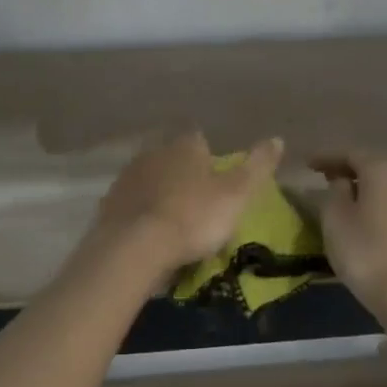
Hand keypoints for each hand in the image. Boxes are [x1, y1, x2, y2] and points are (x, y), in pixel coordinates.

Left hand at [95, 131, 284, 277]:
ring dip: (159, 194)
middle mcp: (152, 154)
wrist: (136, 248)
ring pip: (148, 181)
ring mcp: (126, 179)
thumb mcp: (236, 194)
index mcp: (184, 147)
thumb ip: (257, 166)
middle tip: (196, 203)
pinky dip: (140, 215)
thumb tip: (278, 138)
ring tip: (172, 221)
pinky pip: (130, 206)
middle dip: (182, 175)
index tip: (216, 180)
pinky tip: (148, 234)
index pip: (199, 141)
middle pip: (171, 159)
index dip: (209, 158)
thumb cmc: (193, 218)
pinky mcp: (109, 206)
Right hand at [312, 152, 386, 322]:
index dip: (326, 157)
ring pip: (383, 184)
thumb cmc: (362, 249)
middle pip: (370, 165)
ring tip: (339, 196)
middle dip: (345, 169)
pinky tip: (360, 214)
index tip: (306, 164)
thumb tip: (341, 182)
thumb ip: (334, 191)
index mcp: (382, 169)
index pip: (349, 154)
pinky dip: (373, 201)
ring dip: (361, 186)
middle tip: (321, 176)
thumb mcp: (334, 216)